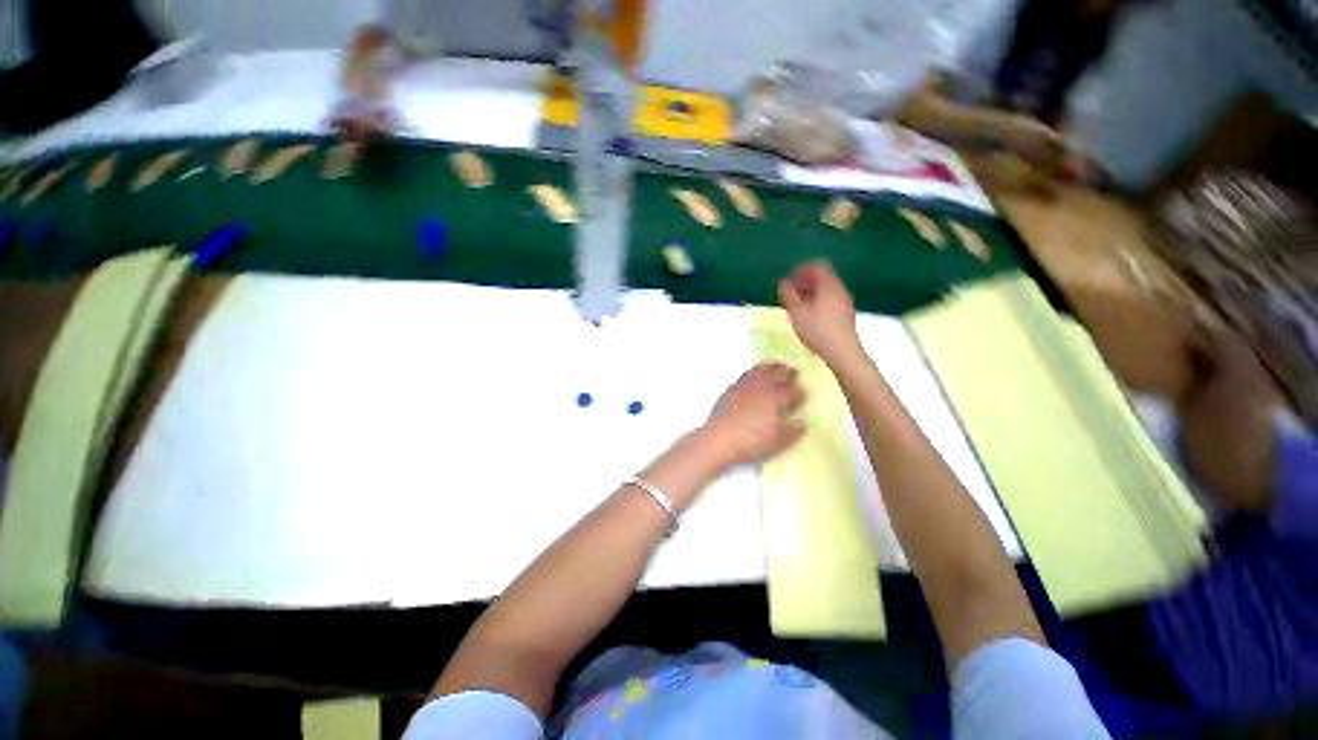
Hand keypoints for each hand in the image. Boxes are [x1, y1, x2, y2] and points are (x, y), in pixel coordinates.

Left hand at [701, 363, 806, 469]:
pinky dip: (757, 370)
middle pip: (781, 374)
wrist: (720, 438)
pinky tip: (756, 375)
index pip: (795, 392)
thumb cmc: (752, 441)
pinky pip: (749, 373)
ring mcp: (747, 384)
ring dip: (773, 367)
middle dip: (790, 373)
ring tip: (778, 367)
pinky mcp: (733, 386)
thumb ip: (793, 431)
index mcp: (778, 398)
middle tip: (795, 373)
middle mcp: (764, 386)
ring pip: (764, 369)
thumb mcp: (778, 442)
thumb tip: (802, 423)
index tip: (802, 397)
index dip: (801, 394)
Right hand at [778, 261, 860, 363]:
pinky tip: (809, 317)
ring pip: (826, 290)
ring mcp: (845, 302)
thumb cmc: (817, 330)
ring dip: (810, 293)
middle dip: (804, 282)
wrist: (843, 352)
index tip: (789, 280)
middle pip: (822, 277)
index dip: (800, 270)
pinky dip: (817, 302)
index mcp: (829, 285)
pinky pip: (830, 300)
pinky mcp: (846, 314)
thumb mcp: (796, 312)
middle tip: (790, 293)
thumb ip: (788, 295)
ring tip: (797, 306)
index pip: (817, 266)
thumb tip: (783, 283)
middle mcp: (840, 289)